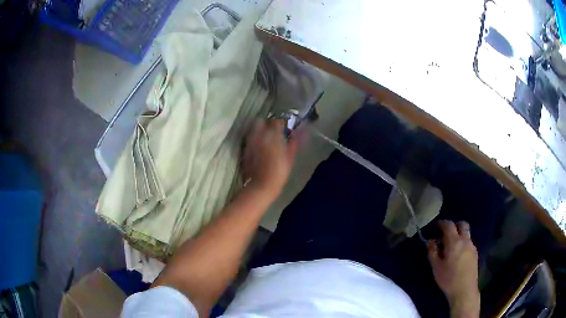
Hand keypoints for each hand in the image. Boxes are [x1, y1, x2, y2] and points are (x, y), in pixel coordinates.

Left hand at [242, 119, 297, 197]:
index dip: (281, 120)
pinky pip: (249, 138)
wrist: (260, 186)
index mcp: (273, 136)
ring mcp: (250, 141)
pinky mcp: (244, 149)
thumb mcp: (290, 158)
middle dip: (267, 122)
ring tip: (265, 137)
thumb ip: (295, 142)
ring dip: (259, 129)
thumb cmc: (279, 173)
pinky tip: (258, 146)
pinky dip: (254, 139)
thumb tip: (301, 131)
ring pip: (254, 128)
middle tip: (273, 130)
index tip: (285, 124)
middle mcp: (260, 135)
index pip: (277, 120)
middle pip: (262, 121)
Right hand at [428, 220, 479, 317]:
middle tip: (447, 233)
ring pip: (466, 234)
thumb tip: (430, 241)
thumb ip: (432, 252)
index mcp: (454, 242)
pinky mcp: (475, 253)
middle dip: (455, 225)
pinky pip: (469, 242)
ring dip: (459, 235)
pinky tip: (458, 255)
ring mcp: (472, 246)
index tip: (437, 225)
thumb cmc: (448, 279)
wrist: (464, 290)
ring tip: (451, 247)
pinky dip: (463, 243)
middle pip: (462, 225)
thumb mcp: (436, 267)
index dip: (442, 223)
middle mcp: (465, 240)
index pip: (449, 225)